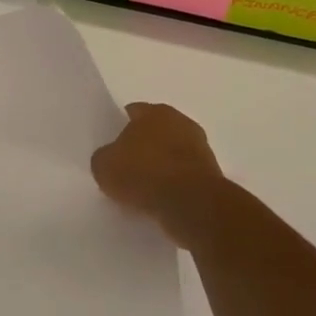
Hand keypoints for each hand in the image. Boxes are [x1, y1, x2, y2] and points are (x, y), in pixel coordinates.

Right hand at [91, 102, 240, 248]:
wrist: (191, 204)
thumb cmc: (143, 174)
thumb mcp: (103, 166)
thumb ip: (104, 157)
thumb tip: (110, 159)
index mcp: (154, 111)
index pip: (133, 112)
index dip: (120, 127)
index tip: (112, 147)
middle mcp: (181, 122)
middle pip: (156, 131)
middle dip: (144, 145)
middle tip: (127, 166)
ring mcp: (200, 147)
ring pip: (173, 153)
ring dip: (162, 166)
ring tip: (145, 188)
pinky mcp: (212, 174)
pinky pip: (185, 175)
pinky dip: (176, 184)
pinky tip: (163, 200)